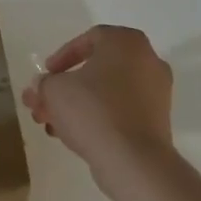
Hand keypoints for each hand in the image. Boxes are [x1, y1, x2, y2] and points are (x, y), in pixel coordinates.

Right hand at [21, 25, 174, 182]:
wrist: (133, 161)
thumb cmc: (93, 110)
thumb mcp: (54, 90)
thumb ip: (44, 83)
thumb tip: (42, 87)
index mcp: (125, 42)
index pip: (89, 39)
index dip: (62, 56)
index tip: (48, 73)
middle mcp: (147, 61)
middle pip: (97, 69)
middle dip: (65, 87)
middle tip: (44, 102)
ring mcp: (156, 93)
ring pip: (107, 92)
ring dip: (77, 104)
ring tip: (51, 124)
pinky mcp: (157, 122)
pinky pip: (121, 111)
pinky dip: (98, 118)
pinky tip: (72, 136)